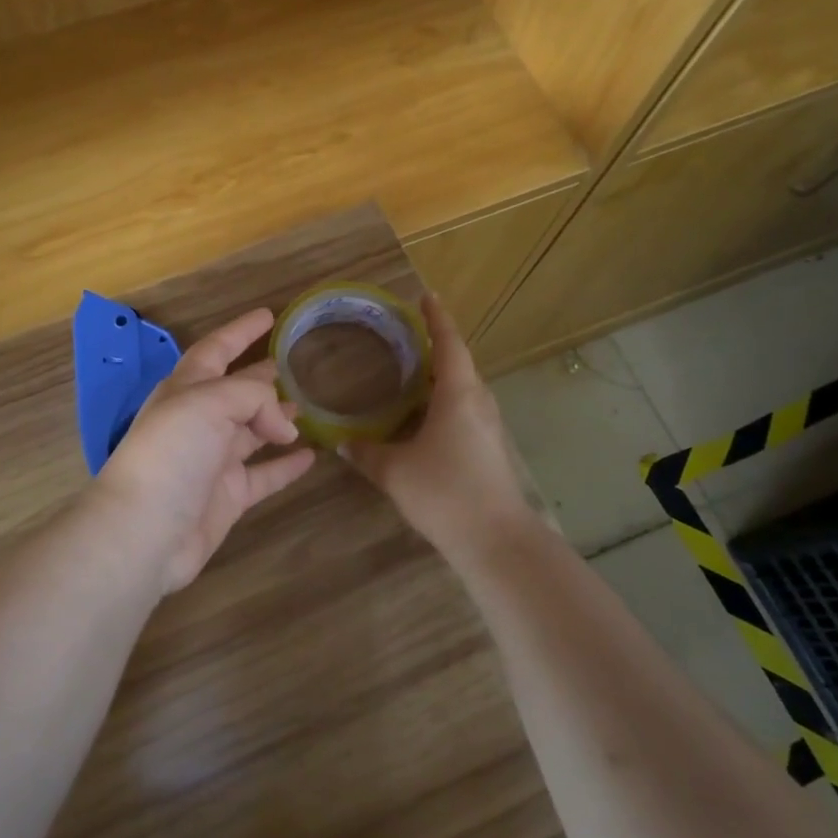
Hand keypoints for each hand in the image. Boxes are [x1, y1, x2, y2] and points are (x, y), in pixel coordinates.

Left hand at [90, 308, 316, 592]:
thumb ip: (252, 397)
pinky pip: (264, 474)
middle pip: (236, 391)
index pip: (216, 349)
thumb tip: (284, 426)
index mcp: (186, 389)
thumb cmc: (171, 454)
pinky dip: (286, 465)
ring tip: (307, 408)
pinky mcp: (228, 496)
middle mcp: (199, 421)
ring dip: (277, 419)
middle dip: (261, 377)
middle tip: (293, 365)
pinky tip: (312, 456)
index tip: (269, 315)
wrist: (144, 531)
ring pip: (252, 431)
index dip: (241, 331)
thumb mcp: (208, 403)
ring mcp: (213, 460)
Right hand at [343, 292, 539, 564]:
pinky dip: (445, 403)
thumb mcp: (394, 471)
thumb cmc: (445, 492)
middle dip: (436, 347)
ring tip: (412, 374)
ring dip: (441, 378)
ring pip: (464, 390)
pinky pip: (466, 412)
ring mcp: (489, 427)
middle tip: (406, 338)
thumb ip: (366, 452)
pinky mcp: (490, 449)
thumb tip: (342, 442)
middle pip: (459, 364)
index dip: (436, 319)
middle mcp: (479, 402)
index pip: (449, 343)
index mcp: (459, 394)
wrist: (496, 540)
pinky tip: (424, 419)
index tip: (426, 297)